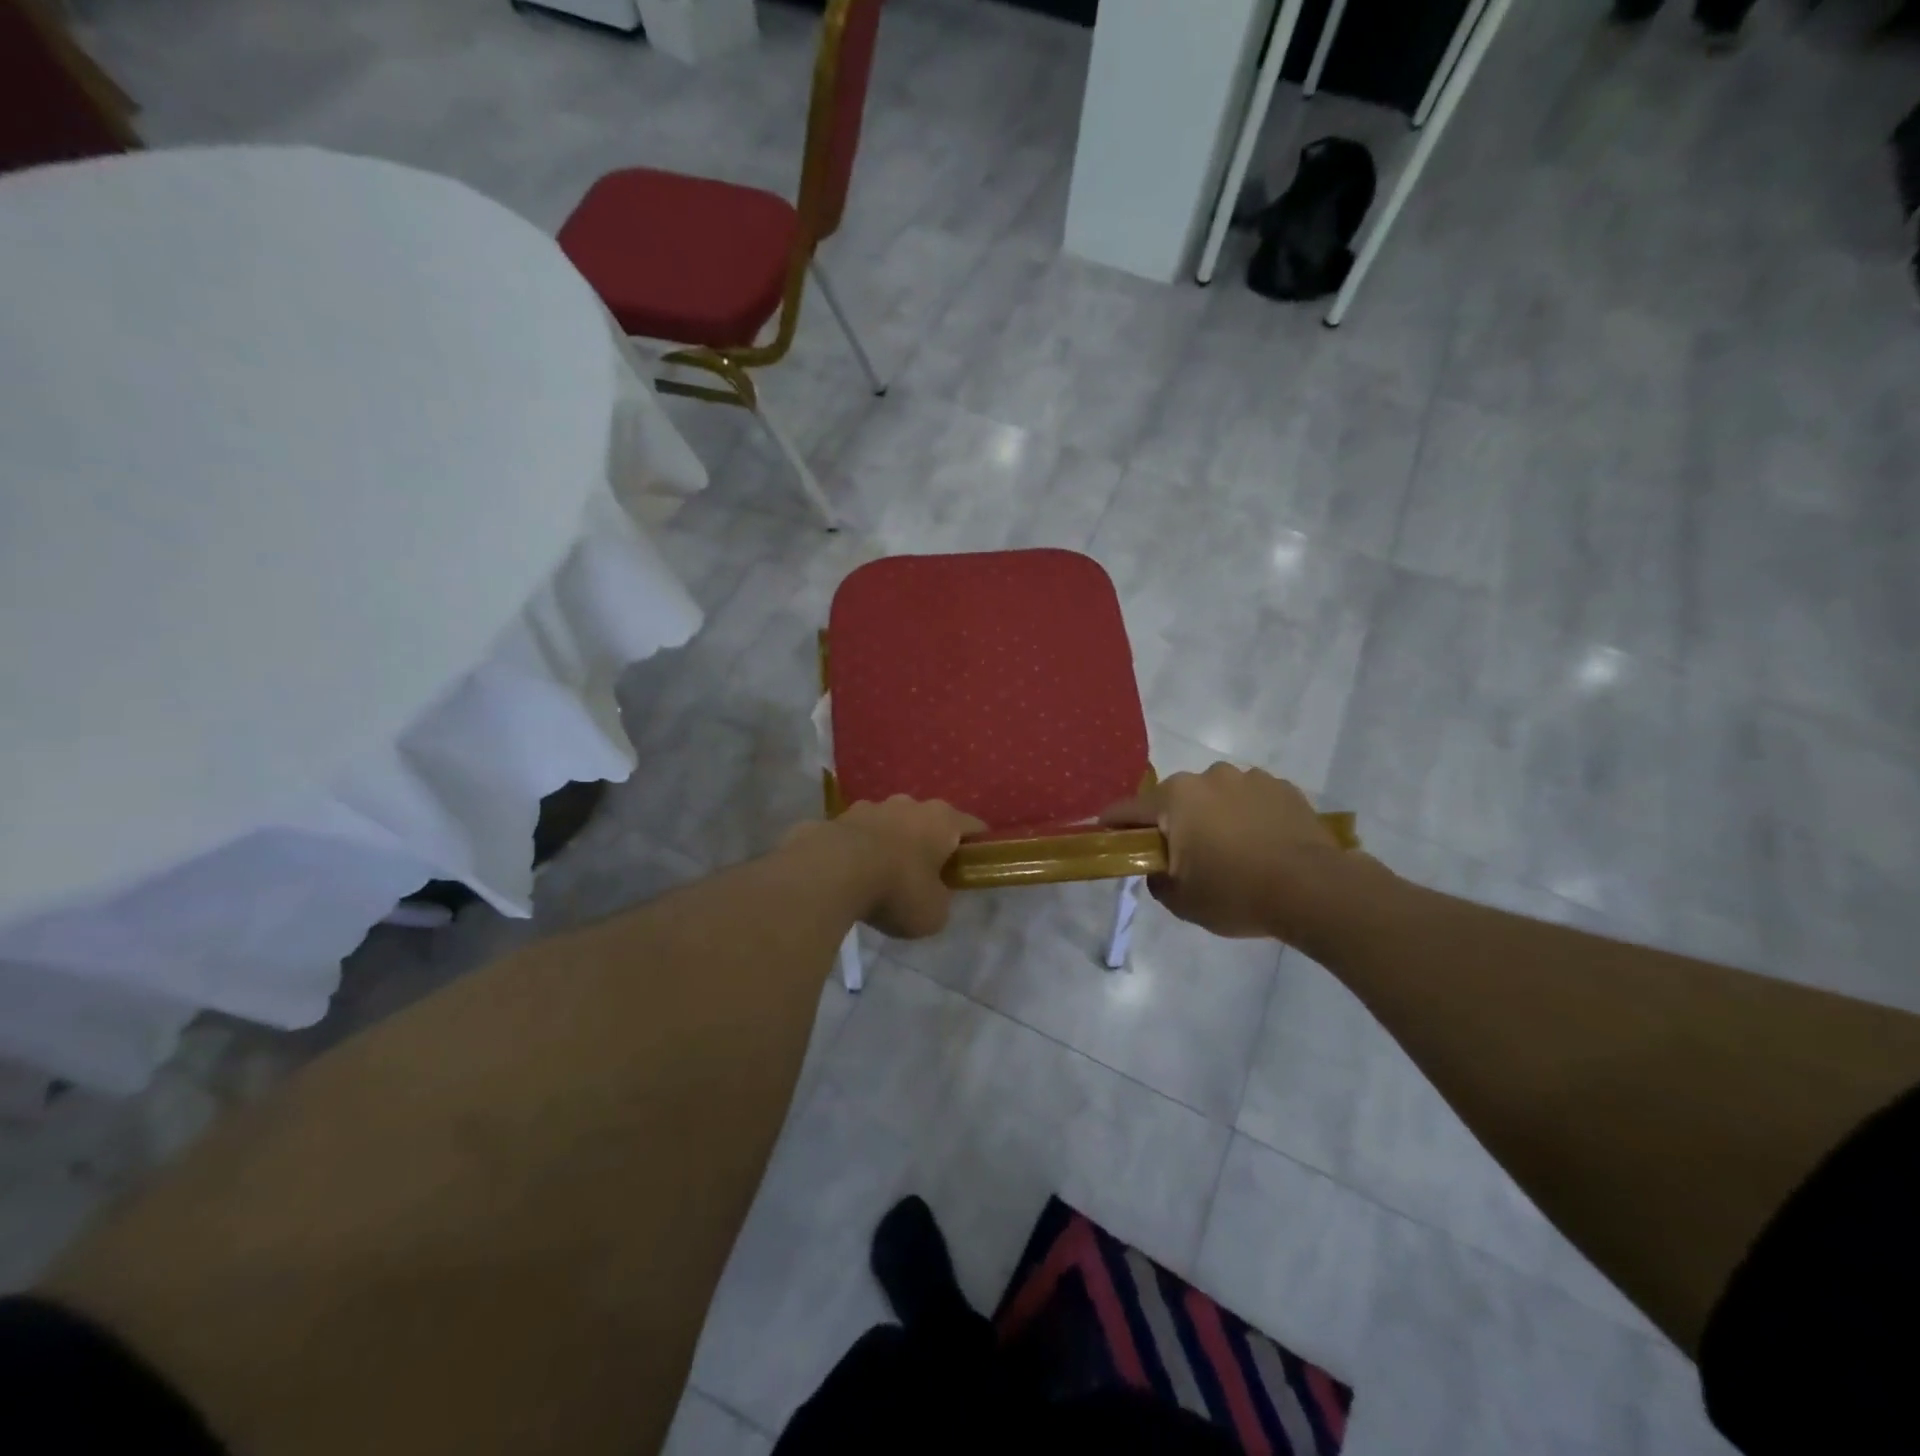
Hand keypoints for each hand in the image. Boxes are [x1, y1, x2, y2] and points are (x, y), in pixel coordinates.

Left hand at [795, 797, 983, 938]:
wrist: (830, 872)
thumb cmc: (896, 890)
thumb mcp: (934, 913)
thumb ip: (941, 901)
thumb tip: (932, 896)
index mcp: (942, 820)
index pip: (973, 827)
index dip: (977, 847)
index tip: (974, 867)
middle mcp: (909, 804)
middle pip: (928, 821)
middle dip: (929, 844)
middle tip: (926, 876)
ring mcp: (870, 807)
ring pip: (890, 824)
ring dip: (891, 843)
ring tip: (882, 875)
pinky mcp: (837, 817)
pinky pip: (857, 834)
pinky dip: (858, 850)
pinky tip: (850, 875)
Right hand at [1102, 764, 1378, 942]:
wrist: (1314, 889)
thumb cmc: (1237, 893)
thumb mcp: (1182, 901)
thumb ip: (1157, 880)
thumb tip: (1158, 868)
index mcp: (1175, 798)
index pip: (1128, 809)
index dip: (1114, 825)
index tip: (1108, 837)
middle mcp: (1208, 777)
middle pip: (1174, 800)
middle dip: (1172, 822)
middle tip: (1183, 855)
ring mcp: (1248, 778)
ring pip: (1215, 796)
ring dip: (1213, 816)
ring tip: (1231, 851)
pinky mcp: (1282, 787)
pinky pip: (1250, 799)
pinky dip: (1247, 816)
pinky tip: (1261, 844)